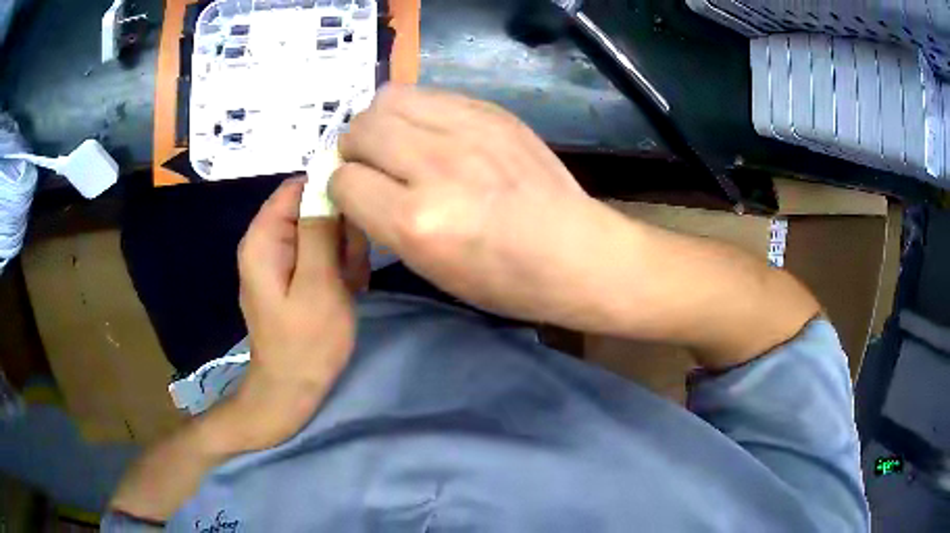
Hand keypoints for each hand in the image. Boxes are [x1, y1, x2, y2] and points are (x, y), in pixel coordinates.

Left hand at [233, 178, 367, 450]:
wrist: (292, 390)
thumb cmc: (306, 342)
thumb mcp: (319, 284)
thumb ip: (320, 230)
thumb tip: (326, 182)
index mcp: (263, 238)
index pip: (297, 186)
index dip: (331, 193)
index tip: (357, 221)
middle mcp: (265, 241)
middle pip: (311, 207)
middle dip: (339, 232)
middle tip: (351, 268)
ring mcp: (277, 259)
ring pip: (320, 231)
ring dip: (343, 253)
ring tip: (349, 286)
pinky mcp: (289, 275)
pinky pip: (319, 254)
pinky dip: (337, 268)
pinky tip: (345, 292)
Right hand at [331, 85, 610, 322]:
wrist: (577, 252)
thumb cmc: (505, 279)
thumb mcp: (431, 269)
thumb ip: (384, 221)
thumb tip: (356, 184)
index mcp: (417, 223)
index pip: (344, 181)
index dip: (343, 190)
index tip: (357, 195)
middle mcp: (435, 167)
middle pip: (359, 130)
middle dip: (353, 149)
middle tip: (371, 164)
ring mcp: (468, 131)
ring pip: (388, 100)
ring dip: (380, 122)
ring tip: (397, 141)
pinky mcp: (492, 113)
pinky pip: (429, 94)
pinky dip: (416, 111)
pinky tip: (432, 132)